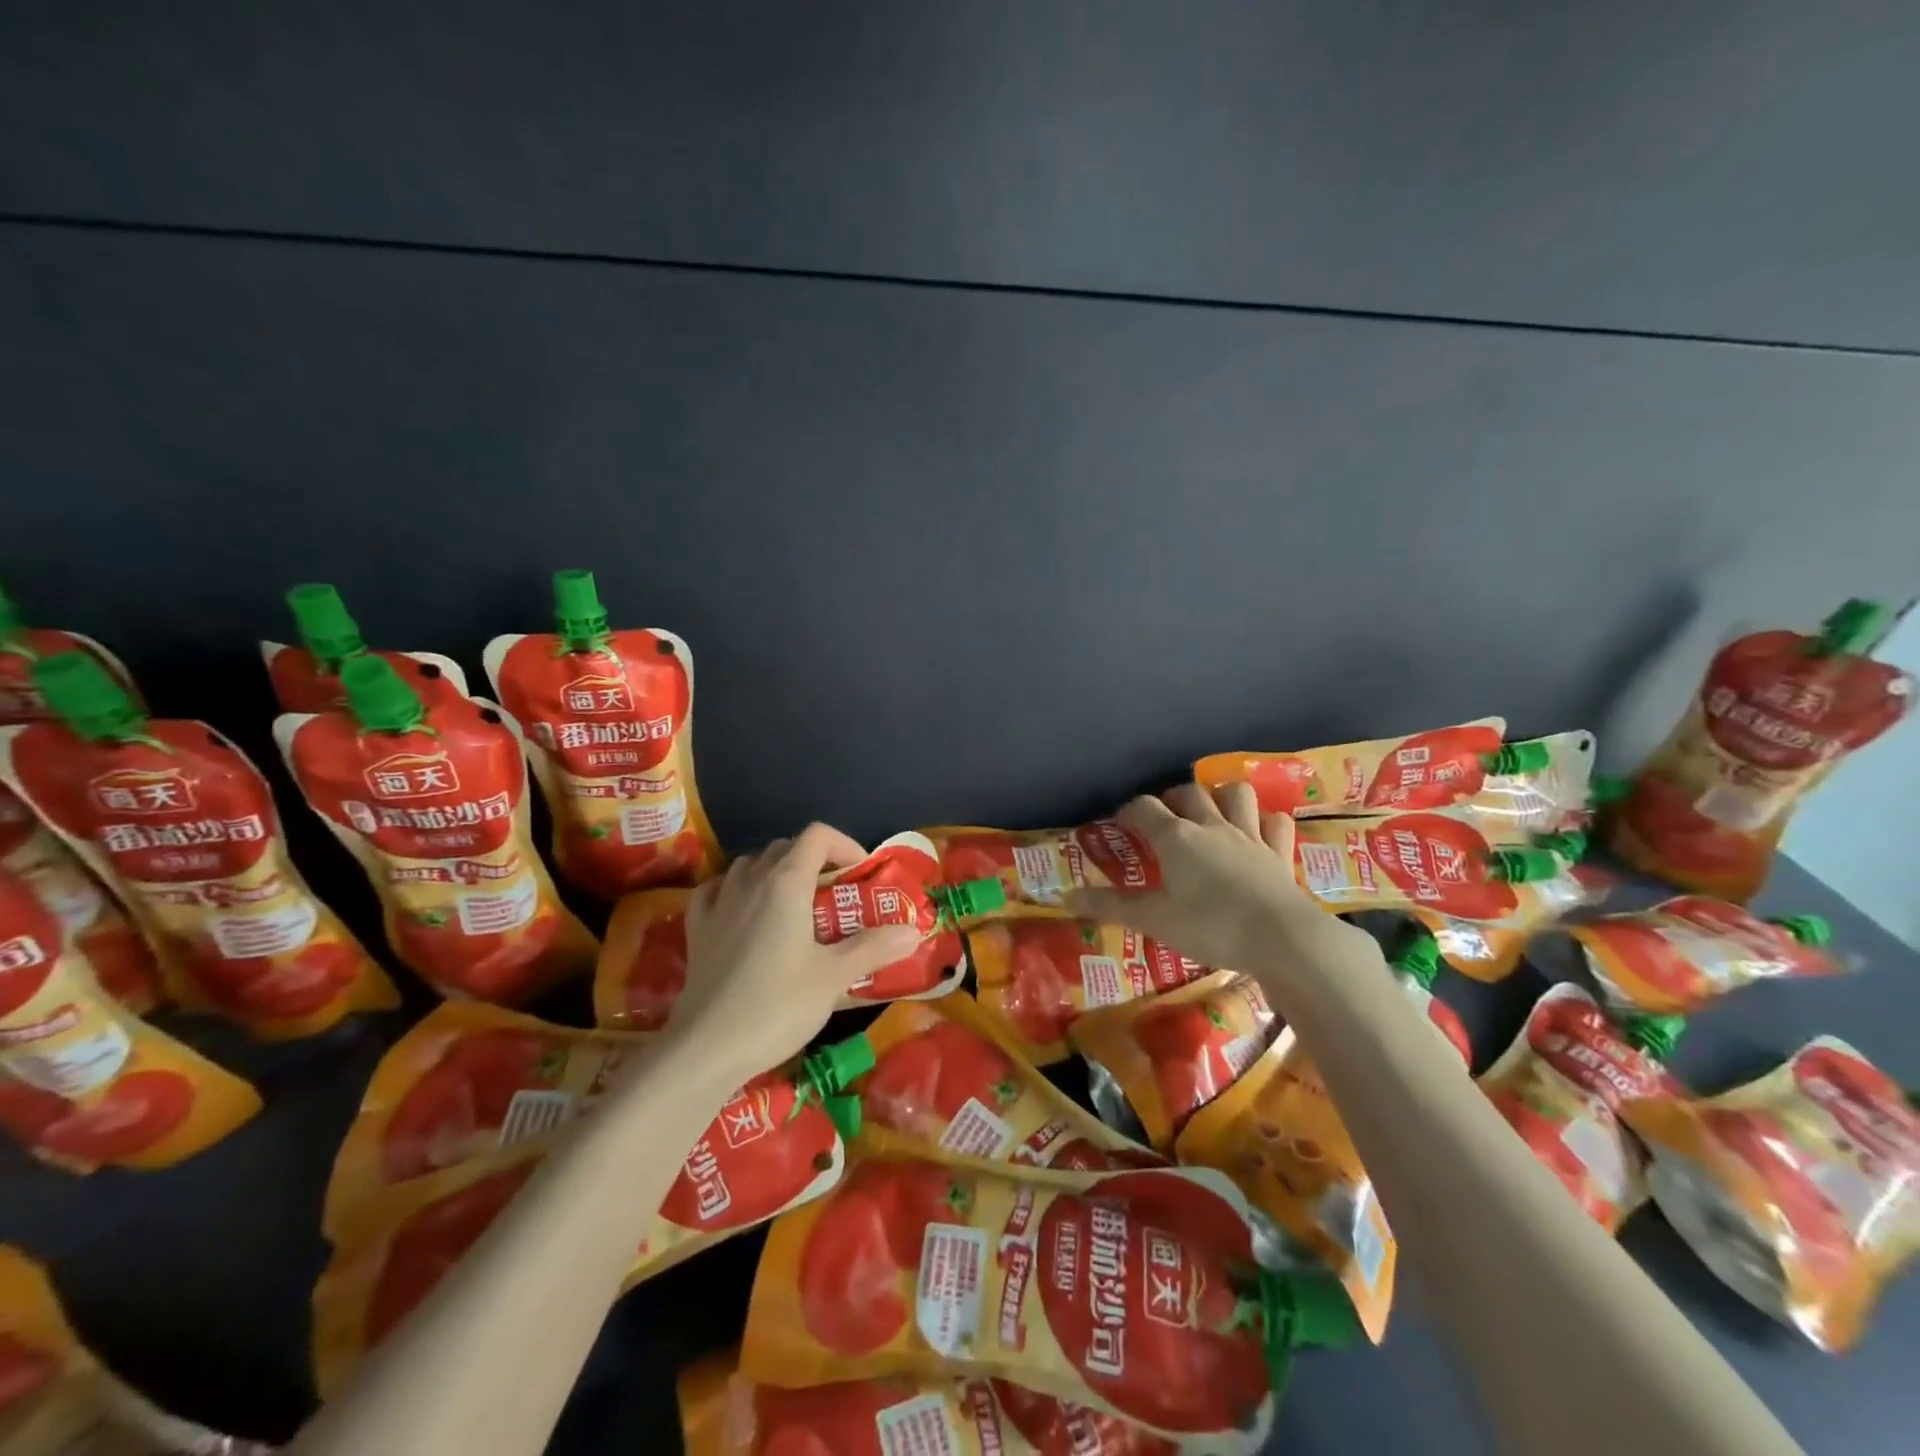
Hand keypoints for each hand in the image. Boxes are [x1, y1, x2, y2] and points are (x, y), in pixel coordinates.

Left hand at [671, 823, 922, 1089]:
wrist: (705, 1048)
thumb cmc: (777, 1005)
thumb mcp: (833, 977)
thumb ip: (873, 948)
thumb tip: (913, 930)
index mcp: (786, 883)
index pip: (817, 836)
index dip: (845, 845)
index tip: (861, 874)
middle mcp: (750, 881)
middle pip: (785, 847)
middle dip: (814, 861)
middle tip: (835, 895)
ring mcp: (718, 903)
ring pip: (749, 865)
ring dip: (776, 872)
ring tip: (794, 905)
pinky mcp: (697, 930)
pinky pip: (716, 891)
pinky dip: (735, 890)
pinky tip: (742, 912)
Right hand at [1066, 782, 1373, 974]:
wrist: (1282, 939)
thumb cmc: (1210, 926)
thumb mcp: (1154, 920)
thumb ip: (1111, 906)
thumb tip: (1065, 898)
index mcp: (1176, 838)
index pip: (1144, 807)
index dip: (1129, 811)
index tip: (1121, 824)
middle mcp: (1211, 826)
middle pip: (1188, 793)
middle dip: (1173, 798)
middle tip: (1164, 820)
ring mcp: (1250, 836)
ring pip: (1236, 794)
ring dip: (1222, 797)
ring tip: (1211, 814)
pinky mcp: (1280, 853)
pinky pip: (1275, 822)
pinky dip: (1264, 822)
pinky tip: (1257, 833)